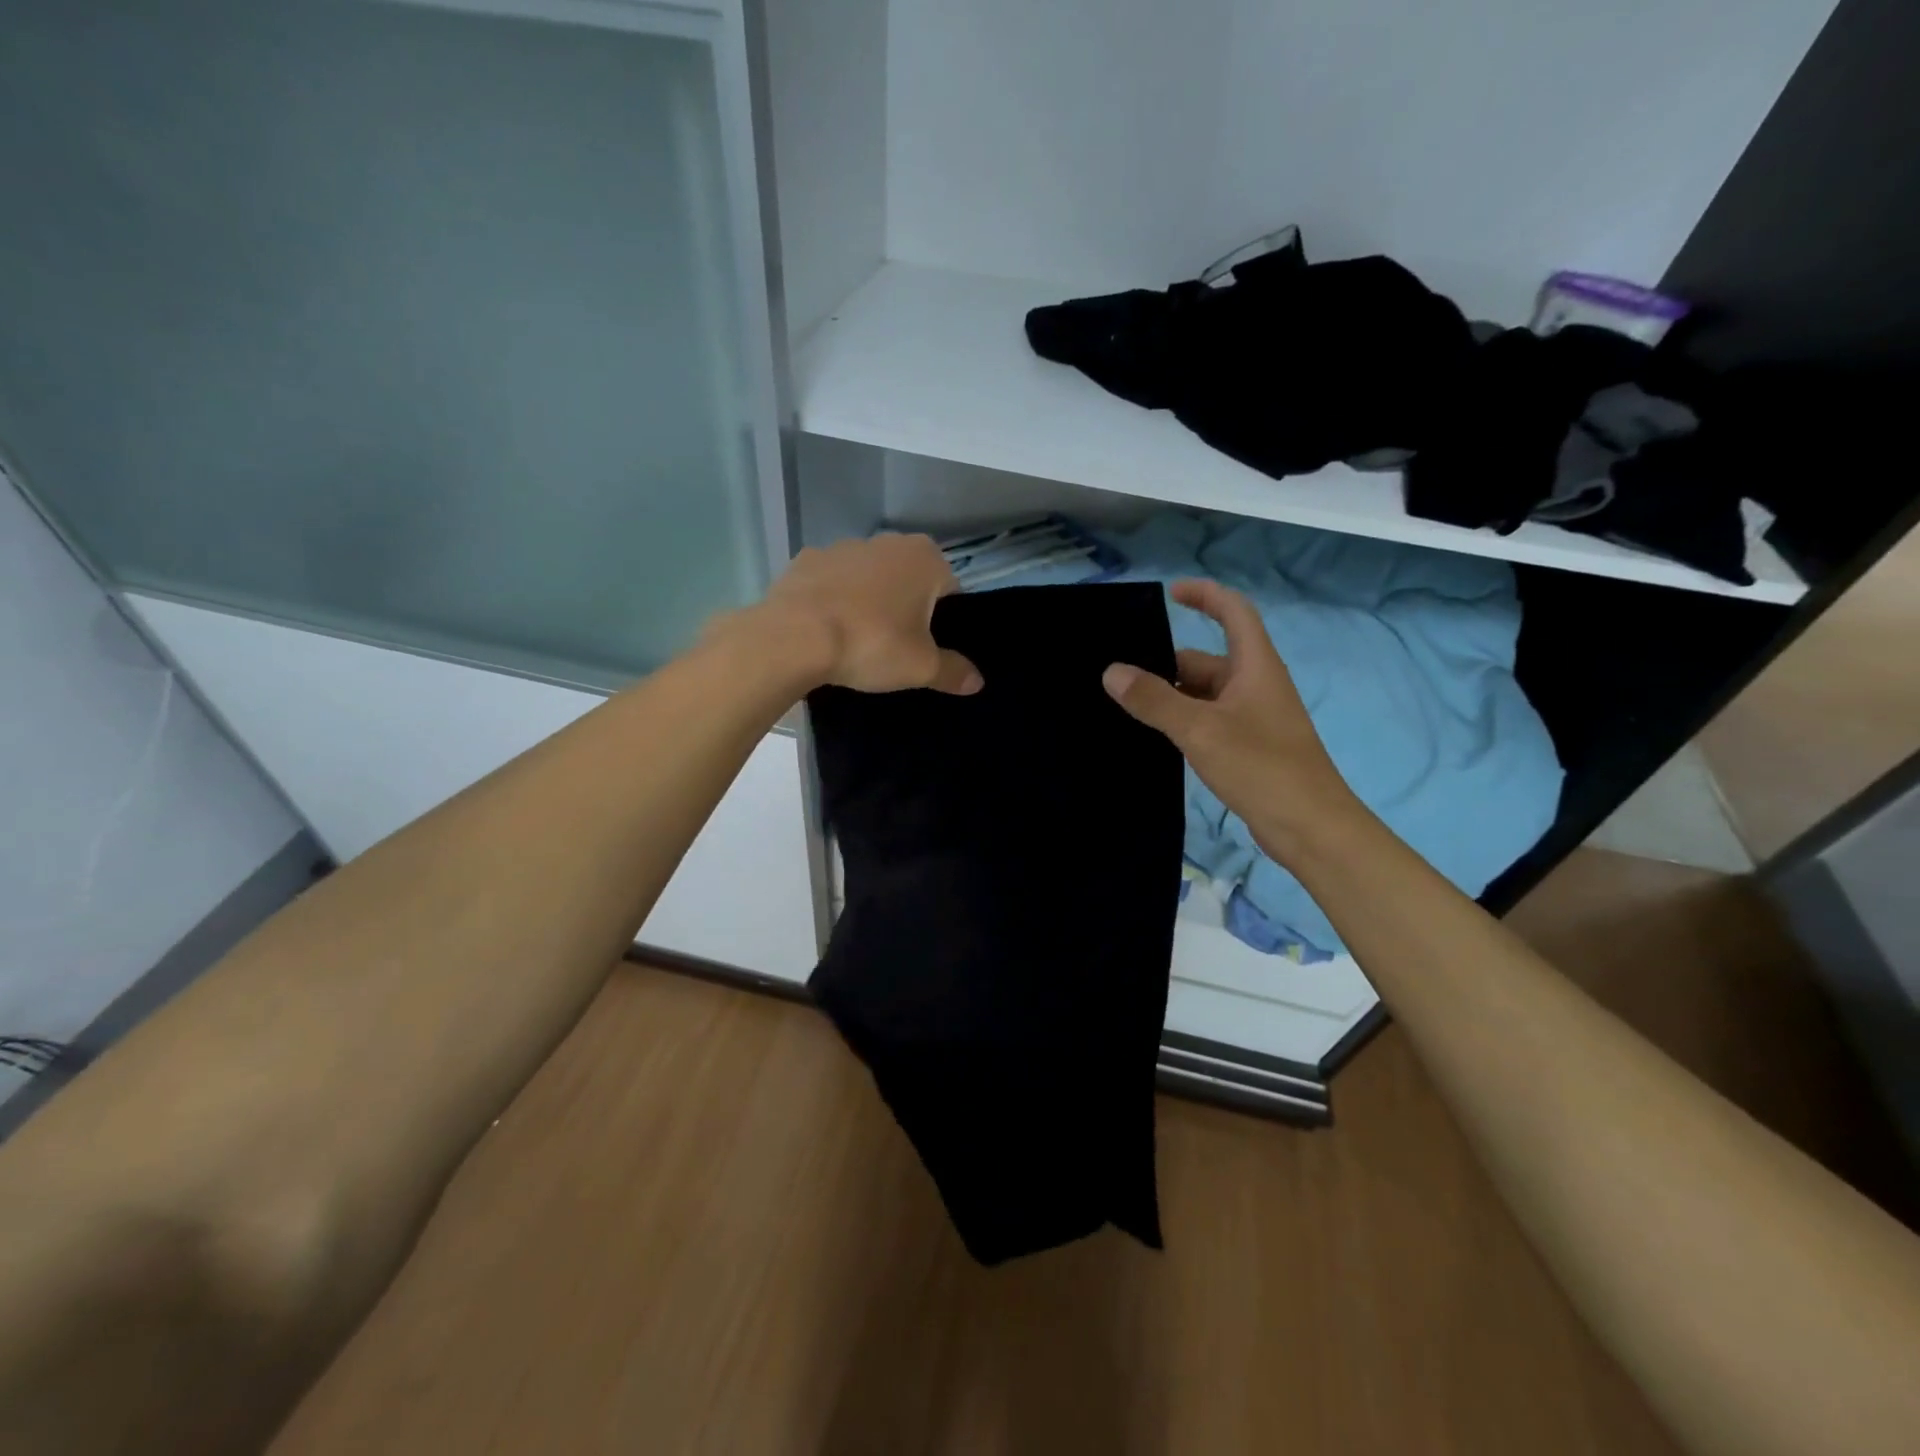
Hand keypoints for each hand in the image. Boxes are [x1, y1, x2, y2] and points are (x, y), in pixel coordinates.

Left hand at [756, 534, 982, 694]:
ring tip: (857, 642)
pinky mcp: (806, 560)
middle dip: (905, 609)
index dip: (942, 623)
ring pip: (869, 579)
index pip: (949, 590)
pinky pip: (832, 583)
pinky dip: (833, 601)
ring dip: (869, 602)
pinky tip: (826, 631)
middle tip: (895, 648)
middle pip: (908, 581)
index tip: (927, 649)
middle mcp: (887, 542)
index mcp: (925, 558)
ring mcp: (842, 547)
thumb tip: (978, 681)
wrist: (793, 637)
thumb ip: (953, 671)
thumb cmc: (871, 644)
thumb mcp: (921, 667)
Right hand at [1102, 579, 1359, 860]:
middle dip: (1166, 662)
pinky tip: (1151, 736)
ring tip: (1122, 704)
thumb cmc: (1261, 767)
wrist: (1311, 828)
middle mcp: (1254, 686)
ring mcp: (1252, 719)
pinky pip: (1206, 722)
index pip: (1234, 613)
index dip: (1205, 595)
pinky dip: (1180, 722)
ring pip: (1203, 695)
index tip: (1170, 593)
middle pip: (1207, 660)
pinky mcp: (1247, 748)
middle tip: (1117, 674)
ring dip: (1169, 696)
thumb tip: (1112, 672)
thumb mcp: (1201, 729)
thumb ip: (1154, 700)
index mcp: (1255, 667)